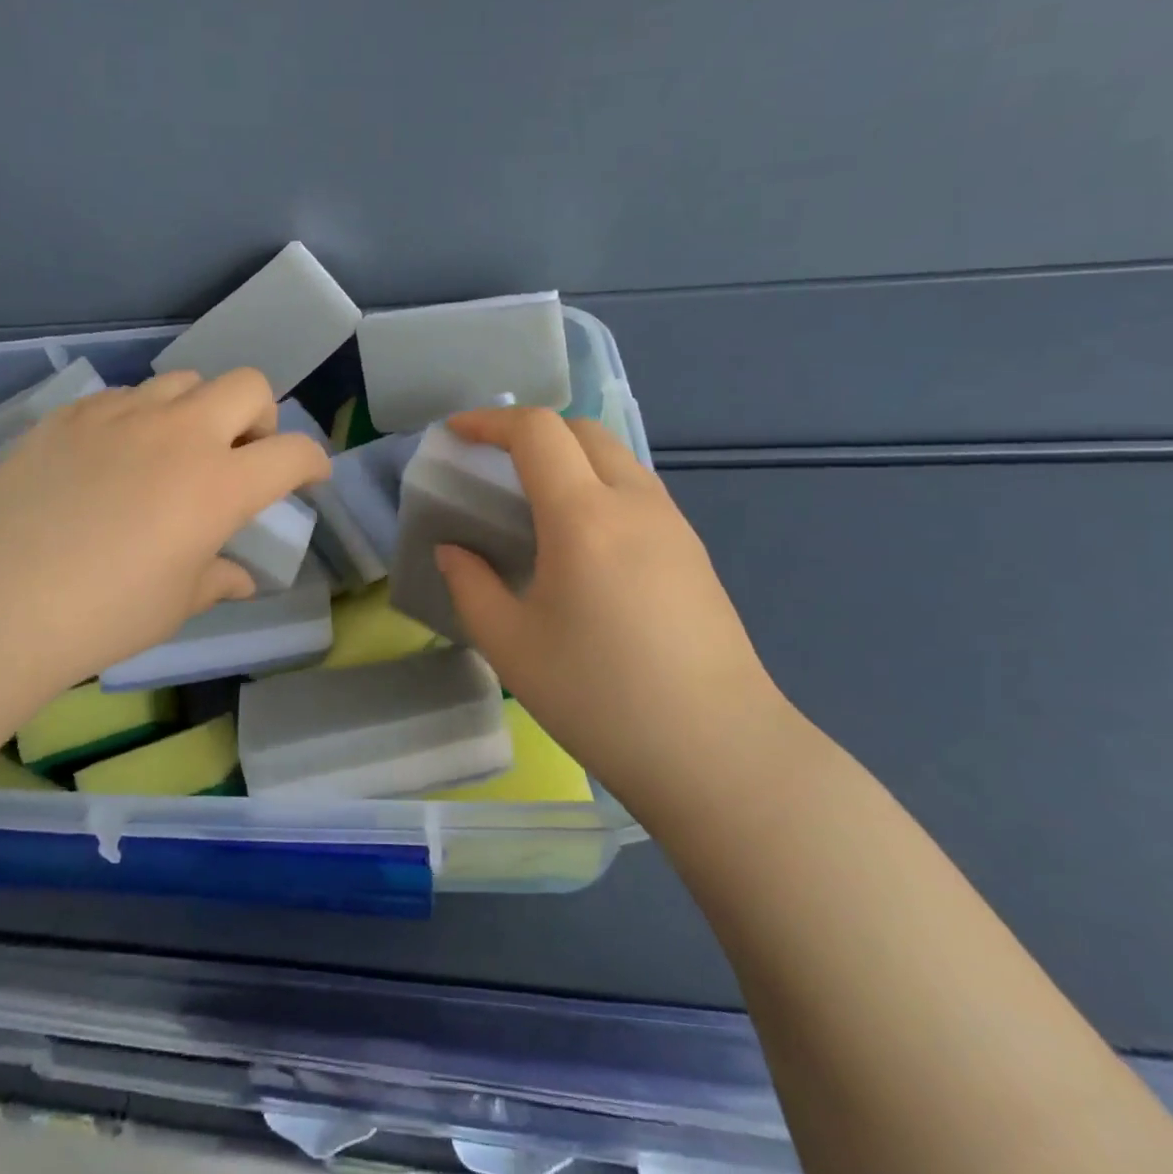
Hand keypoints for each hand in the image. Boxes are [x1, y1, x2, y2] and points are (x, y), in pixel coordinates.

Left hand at [0, 368, 329, 699]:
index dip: (313, 463)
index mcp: (220, 484)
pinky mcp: (74, 413)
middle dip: (261, 418)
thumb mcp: (175, 604)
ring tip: (174, 453)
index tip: (308, 479)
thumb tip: (239, 578)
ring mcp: (124, 414)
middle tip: (240, 458)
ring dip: (199, 410)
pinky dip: (142, 418)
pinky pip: (127, 396)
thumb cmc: (102, 614)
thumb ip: (217, 579)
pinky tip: (114, 459)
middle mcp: (182, 433)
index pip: (294, 453)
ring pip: (186, 381)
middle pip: (249, 386)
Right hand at [433, 408, 783, 785]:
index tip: (456, 433)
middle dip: (532, 431)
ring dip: (570, 457)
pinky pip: (638, 492)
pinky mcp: (693, 553)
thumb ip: (470, 585)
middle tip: (494, 463)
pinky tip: (583, 541)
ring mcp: (673, 526)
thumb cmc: (600, 697)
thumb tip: (454, 551)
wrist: (717, 752)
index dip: (490, 421)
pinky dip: (599, 485)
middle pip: (582, 431)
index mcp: (584, 517)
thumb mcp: (511, 645)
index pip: (537, 432)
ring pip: (617, 458)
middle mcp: (634, 503)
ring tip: (535, 500)